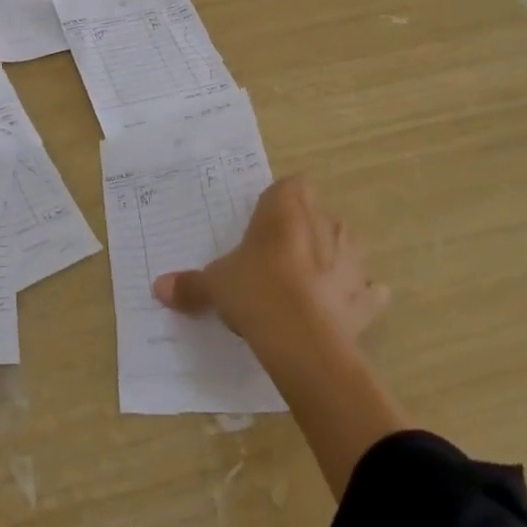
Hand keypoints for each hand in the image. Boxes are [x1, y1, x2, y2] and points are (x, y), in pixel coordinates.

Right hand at [152, 175, 387, 354]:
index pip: (289, 185)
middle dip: (305, 229)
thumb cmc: (255, 291)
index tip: (262, 222)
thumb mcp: (215, 285)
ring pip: (349, 245)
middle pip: (318, 213)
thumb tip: (158, 287)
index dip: (278, 201)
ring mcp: (351, 261)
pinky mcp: (365, 299)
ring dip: (336, 257)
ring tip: (312, 278)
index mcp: (286, 208)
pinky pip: (368, 291)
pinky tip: (346, 307)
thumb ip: (191, 284)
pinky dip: (361, 296)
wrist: (303, 342)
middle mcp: (324, 224)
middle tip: (278, 254)